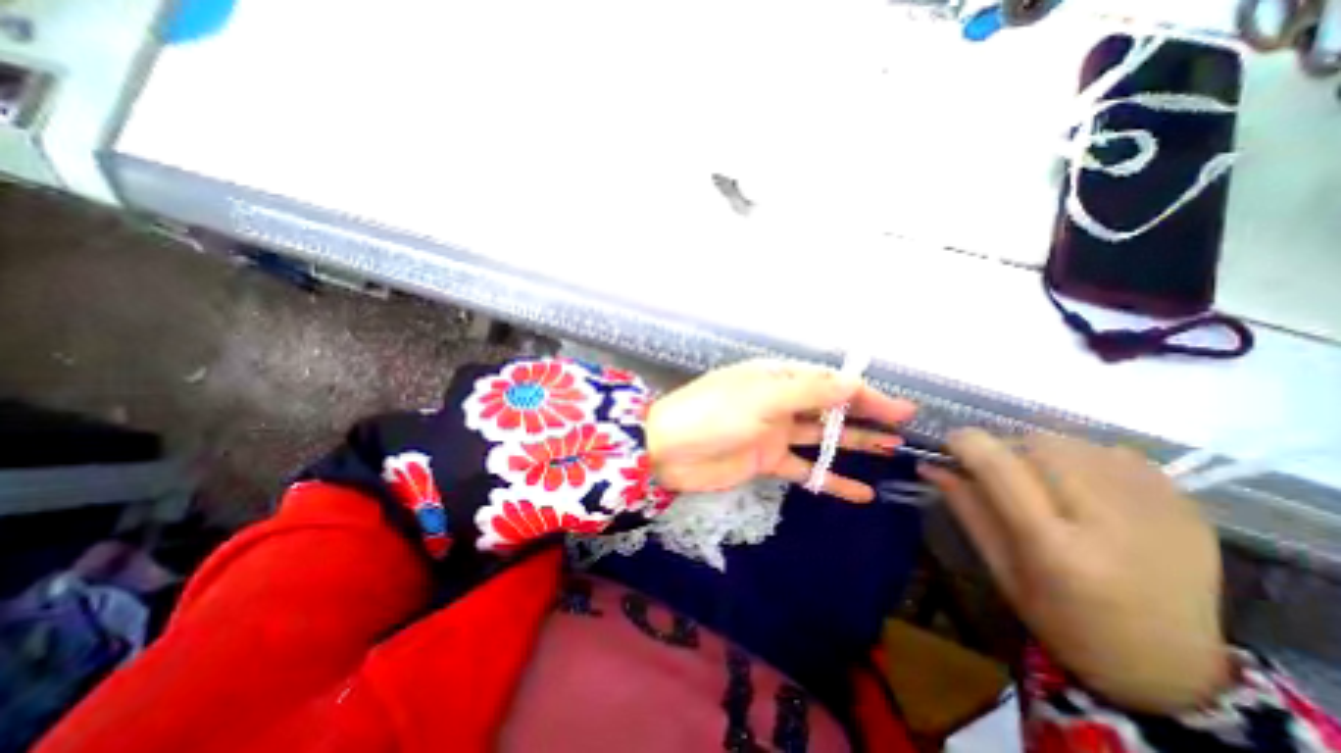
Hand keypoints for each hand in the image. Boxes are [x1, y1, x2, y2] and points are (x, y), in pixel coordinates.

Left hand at [644, 359, 918, 501]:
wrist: (669, 449)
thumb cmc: (714, 414)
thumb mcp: (763, 397)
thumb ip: (808, 393)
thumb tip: (853, 383)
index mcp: (777, 379)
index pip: (829, 383)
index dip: (864, 394)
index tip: (900, 409)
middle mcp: (779, 402)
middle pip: (829, 407)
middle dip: (864, 415)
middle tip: (903, 427)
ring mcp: (774, 433)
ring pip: (821, 438)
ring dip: (853, 444)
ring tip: (891, 452)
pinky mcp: (767, 461)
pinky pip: (805, 470)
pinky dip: (829, 479)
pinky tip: (860, 493)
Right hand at [923, 429, 1224, 712]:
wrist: (1173, 668)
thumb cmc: (1064, 622)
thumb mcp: (1000, 569)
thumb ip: (966, 508)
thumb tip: (930, 464)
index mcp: (1056, 547)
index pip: (999, 466)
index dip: (966, 443)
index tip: (950, 445)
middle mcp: (1110, 522)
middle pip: (1038, 444)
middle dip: (1005, 448)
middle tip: (998, 471)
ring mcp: (1158, 510)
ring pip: (1074, 442)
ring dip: (1042, 451)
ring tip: (1041, 480)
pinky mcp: (1187, 505)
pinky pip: (1115, 453)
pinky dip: (1084, 458)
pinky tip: (1084, 487)